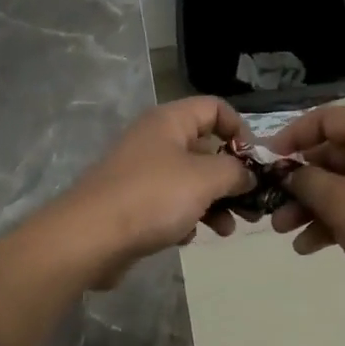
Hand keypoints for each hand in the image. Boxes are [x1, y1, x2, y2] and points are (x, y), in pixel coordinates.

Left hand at [57, 97, 255, 283]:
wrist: (89, 237)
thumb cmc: (152, 197)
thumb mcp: (204, 179)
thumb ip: (234, 171)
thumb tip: (248, 174)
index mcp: (170, 121)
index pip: (214, 108)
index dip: (240, 129)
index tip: (255, 162)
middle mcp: (156, 139)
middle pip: (205, 146)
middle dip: (231, 175)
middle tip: (251, 203)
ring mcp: (142, 170)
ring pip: (190, 179)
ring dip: (214, 201)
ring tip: (228, 229)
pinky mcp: (133, 202)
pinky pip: (170, 202)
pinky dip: (187, 216)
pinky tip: (191, 238)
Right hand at [269, 105, 344, 319]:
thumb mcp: (340, 202)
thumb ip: (306, 181)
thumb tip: (288, 173)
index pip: (326, 120)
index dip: (291, 138)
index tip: (266, 161)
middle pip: (332, 154)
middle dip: (299, 182)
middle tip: (271, 203)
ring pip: (342, 183)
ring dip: (311, 205)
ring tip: (282, 230)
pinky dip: (333, 221)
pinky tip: (308, 246)